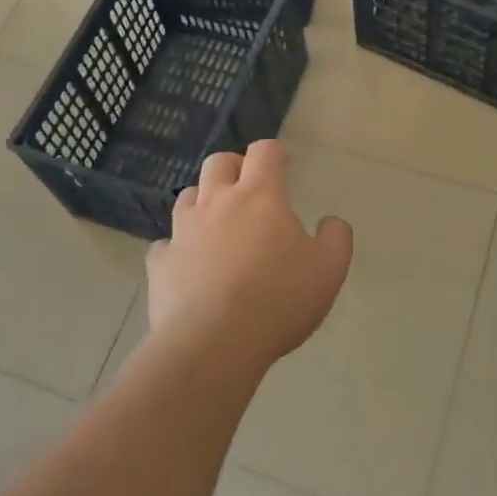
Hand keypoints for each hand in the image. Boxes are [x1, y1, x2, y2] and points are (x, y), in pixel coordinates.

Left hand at [146, 140, 352, 370]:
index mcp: (259, 196)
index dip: (275, 153)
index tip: (285, 166)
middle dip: (235, 166)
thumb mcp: (328, 270)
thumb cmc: (278, 300)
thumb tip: (331, 221)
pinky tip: (189, 264)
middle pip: (219, 162)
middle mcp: (216, 202)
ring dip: (204, 201)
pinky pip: (166, 244)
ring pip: (187, 196)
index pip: (264, 151)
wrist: (213, 343)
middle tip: (250, 187)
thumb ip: (336, 238)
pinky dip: (178, 247)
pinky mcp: (160, 262)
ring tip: (218, 222)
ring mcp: (183, 231)